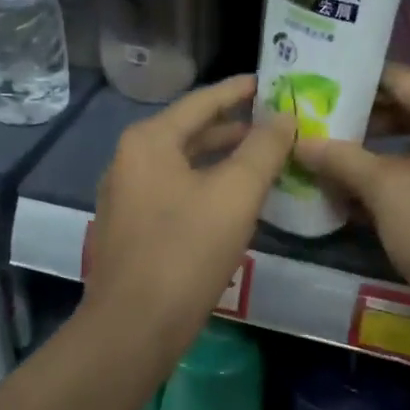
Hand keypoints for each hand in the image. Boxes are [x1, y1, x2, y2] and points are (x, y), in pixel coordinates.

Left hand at [85, 74, 295, 345]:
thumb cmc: (186, 252)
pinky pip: (174, 193)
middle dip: (233, 128)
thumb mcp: (235, 195)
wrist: (134, 327)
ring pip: (182, 166)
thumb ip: (263, 150)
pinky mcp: (130, 229)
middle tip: (275, 124)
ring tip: (262, 160)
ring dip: (221, 161)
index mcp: (148, 141)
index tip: (270, 83)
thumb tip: (284, 117)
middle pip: (189, 132)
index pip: (201, 102)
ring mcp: (125, 197)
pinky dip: (204, 187)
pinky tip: (232, 202)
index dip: (239, 91)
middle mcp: (129, 160)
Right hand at [294, 65, 409, 320]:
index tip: (317, 85)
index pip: (401, 79)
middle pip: (408, 111)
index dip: (357, 81)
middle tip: (315, 123)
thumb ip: (342, 159)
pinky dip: (392, 180)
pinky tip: (353, 197)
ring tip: (327, 160)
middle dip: (361, 121)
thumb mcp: (384, 189)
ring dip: (372, 155)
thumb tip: (302, 142)